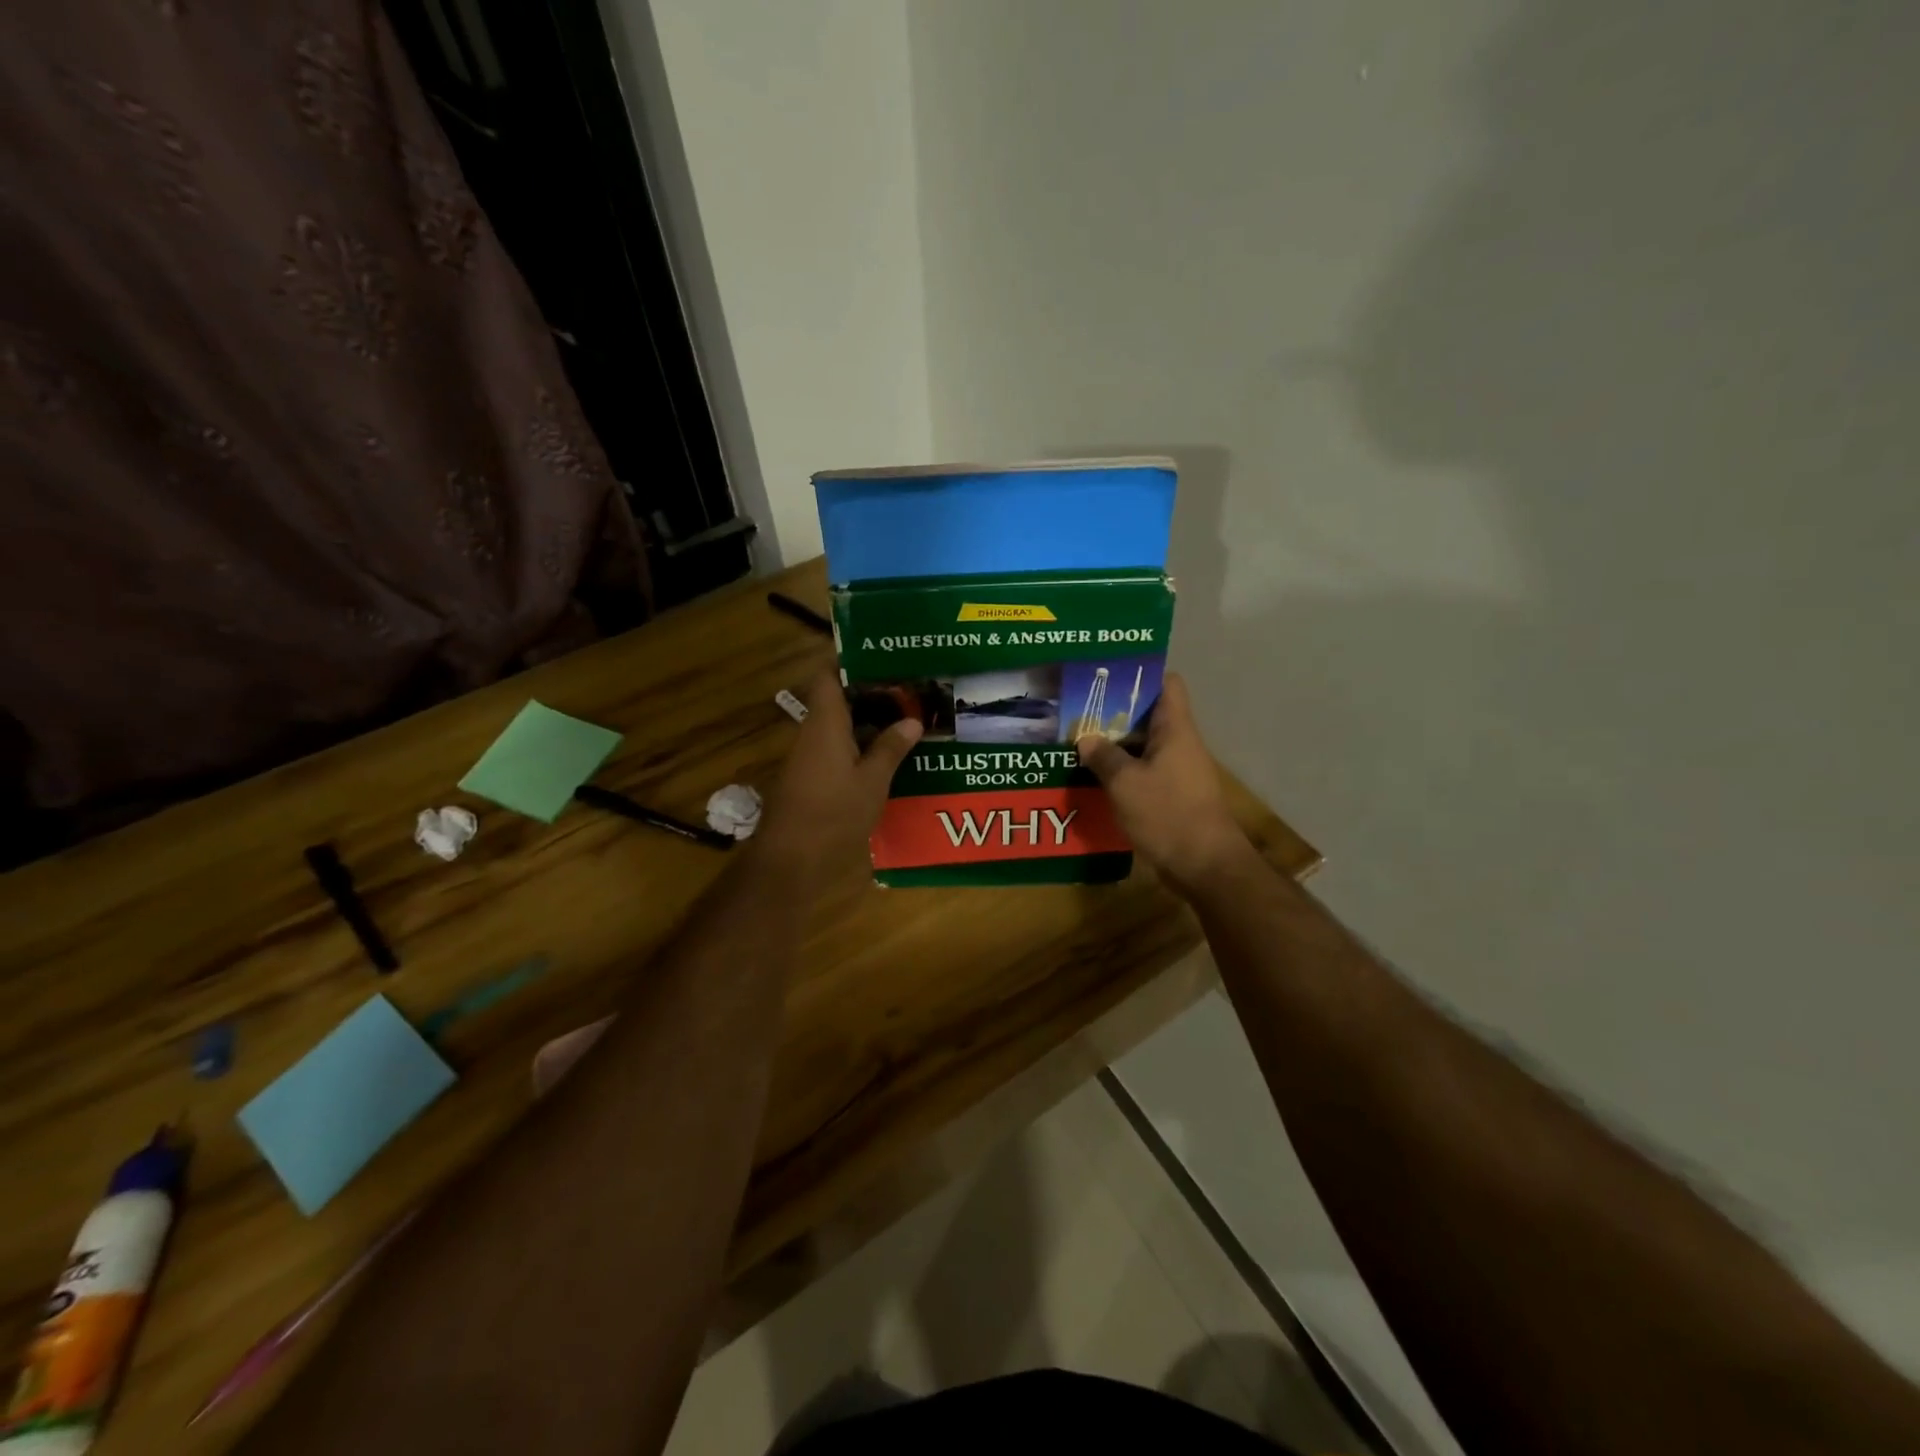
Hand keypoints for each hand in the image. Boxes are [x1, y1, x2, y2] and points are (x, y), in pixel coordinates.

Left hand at [756, 669, 920, 886]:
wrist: (790, 861)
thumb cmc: (833, 814)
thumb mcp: (872, 782)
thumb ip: (891, 749)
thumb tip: (912, 720)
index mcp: (825, 724)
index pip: (828, 676)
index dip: (850, 662)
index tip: (882, 657)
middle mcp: (812, 734)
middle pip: (837, 701)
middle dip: (871, 694)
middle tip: (909, 691)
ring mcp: (808, 758)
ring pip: (839, 727)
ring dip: (868, 723)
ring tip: (906, 720)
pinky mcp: (810, 780)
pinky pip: (836, 750)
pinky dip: (860, 746)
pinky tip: (888, 756)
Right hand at [1076, 673, 1253, 894]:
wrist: (1205, 865)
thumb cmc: (1167, 814)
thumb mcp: (1125, 783)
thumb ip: (1103, 757)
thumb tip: (1086, 739)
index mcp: (1175, 729)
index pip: (1167, 683)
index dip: (1141, 673)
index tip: (1108, 676)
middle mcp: (1180, 744)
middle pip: (1149, 714)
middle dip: (1115, 712)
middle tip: (1079, 710)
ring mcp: (1178, 771)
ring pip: (1143, 746)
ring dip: (1115, 745)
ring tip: (1078, 742)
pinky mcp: (1172, 795)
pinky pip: (1144, 772)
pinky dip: (1122, 772)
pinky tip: (1094, 778)